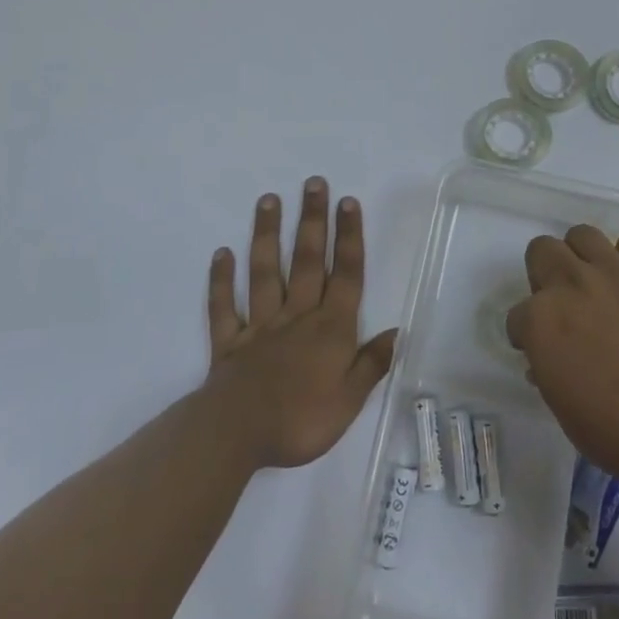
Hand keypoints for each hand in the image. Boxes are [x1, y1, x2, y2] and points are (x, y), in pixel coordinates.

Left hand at [203, 179, 398, 469]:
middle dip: (312, 220)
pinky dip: (220, 280)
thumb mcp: (349, 400)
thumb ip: (371, 363)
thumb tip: (398, 331)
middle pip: (307, 261)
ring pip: (265, 272)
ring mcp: (260, 325)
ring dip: (267, 235)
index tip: (347, 202)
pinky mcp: (229, 342)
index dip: (348, 237)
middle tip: (312, 183)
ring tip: (268, 200)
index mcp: (330, 329)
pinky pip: (224, 306)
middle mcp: (297, 316)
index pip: (345, 275)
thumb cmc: (300, 420)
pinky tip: (221, 254)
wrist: (236, 435)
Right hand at [506, 226, 618, 493]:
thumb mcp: (562, 405)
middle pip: (541, 250)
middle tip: (563, 302)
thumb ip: (548, 368)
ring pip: (582, 234)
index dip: (527, 334)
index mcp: (540, 320)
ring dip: (581, 255)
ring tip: (595, 281)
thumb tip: (548, 359)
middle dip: (544, 274)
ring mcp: (613, 272)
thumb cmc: (614, 430)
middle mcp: (570, 283)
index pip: (517, 315)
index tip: (541, 349)